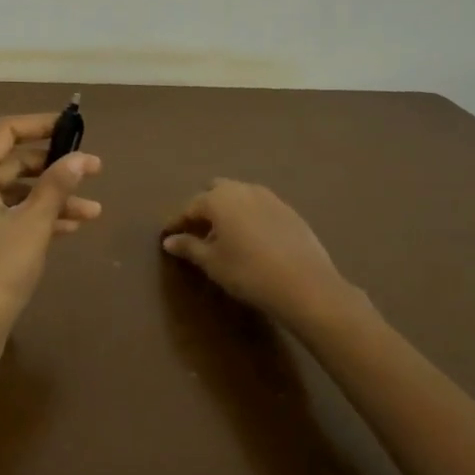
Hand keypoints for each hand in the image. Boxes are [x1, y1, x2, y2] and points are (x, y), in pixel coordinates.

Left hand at [0, 114, 102, 354]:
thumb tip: (81, 157)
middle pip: (11, 163)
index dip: (40, 125)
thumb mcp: (33, 224)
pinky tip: (72, 227)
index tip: (74, 127)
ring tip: (94, 209)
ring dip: (52, 198)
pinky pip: (7, 217)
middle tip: (93, 170)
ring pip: (14, 194)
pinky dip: (36, 218)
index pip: (5, 131)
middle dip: (54, 167)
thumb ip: (57, 185)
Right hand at [161, 180, 360, 328]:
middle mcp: (243, 189)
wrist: (305, 285)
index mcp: (218, 199)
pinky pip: (260, 207)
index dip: (177, 222)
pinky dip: (249, 217)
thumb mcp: (213, 262)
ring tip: (225, 237)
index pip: (190, 207)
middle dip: (204, 208)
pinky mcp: (289, 211)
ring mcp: (270, 198)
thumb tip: (170, 240)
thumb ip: (189, 247)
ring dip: (228, 211)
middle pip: (216, 191)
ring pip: (240, 196)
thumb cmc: (248, 272)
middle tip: (198, 233)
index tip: (168, 237)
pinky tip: (252, 241)